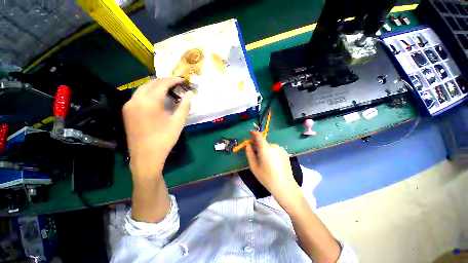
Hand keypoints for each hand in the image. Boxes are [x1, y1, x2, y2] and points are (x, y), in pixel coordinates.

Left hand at [122, 78, 194, 180]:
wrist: (146, 156)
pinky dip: (149, 93)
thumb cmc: (164, 139)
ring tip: (169, 89)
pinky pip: (138, 96)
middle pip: (151, 83)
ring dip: (156, 86)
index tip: (182, 79)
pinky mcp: (127, 111)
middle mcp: (136, 99)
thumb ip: (185, 105)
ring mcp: (129, 105)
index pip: (162, 83)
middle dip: (165, 81)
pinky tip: (157, 98)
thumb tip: (191, 93)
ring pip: (143, 88)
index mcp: (149, 101)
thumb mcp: (178, 122)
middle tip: (177, 83)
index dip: (173, 80)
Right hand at [245, 131, 300, 208]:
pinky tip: (273, 163)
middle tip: (256, 156)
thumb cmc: (266, 177)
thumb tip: (247, 144)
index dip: (253, 132)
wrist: (284, 185)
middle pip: (263, 143)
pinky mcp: (285, 153)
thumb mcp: (254, 166)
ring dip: (265, 150)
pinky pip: (275, 150)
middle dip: (258, 146)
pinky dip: (271, 153)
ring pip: (269, 147)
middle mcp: (273, 146)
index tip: (249, 132)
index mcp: (265, 148)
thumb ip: (249, 153)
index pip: (259, 135)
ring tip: (265, 162)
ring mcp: (280, 149)